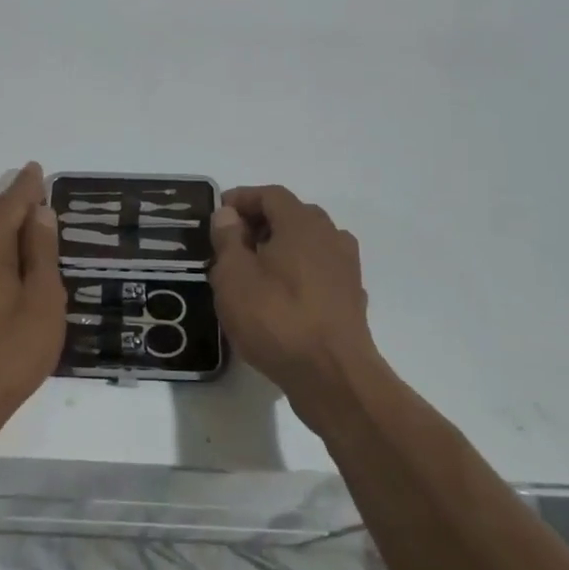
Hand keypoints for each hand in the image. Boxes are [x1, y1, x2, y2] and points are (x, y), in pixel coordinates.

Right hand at [210, 186, 380, 427]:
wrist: (332, 375)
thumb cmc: (275, 318)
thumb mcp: (234, 276)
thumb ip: (228, 239)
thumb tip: (228, 214)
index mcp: (302, 223)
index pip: (270, 194)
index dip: (242, 199)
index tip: (218, 213)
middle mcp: (330, 236)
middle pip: (292, 216)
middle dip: (260, 222)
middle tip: (231, 243)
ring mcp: (345, 268)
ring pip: (307, 244)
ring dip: (280, 249)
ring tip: (253, 272)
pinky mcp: (351, 297)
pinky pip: (318, 271)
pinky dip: (296, 273)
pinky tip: (279, 298)